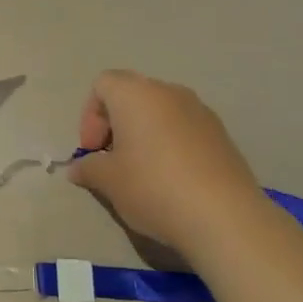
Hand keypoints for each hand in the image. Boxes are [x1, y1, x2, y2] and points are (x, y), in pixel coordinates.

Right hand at [67, 70, 268, 260]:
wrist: (224, 217)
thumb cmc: (154, 187)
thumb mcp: (109, 181)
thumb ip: (88, 168)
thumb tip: (78, 167)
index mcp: (136, 94)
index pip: (103, 84)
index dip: (90, 116)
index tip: (93, 151)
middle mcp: (169, 92)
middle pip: (132, 95)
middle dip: (116, 124)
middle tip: (112, 161)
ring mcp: (200, 111)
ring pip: (160, 112)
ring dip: (144, 134)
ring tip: (142, 172)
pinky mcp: (222, 134)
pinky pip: (184, 129)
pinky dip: (170, 145)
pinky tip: (172, 180)